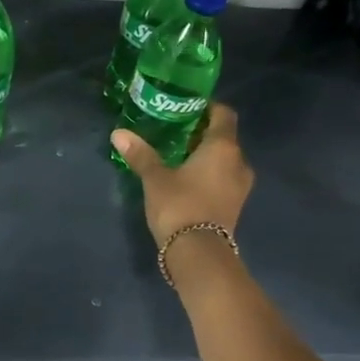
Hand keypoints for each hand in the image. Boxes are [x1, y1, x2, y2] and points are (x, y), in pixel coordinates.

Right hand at [110, 102, 253, 246]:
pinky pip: (224, 179)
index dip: (208, 107)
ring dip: (206, 156)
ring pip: (225, 160)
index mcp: (223, 147)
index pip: (224, 114)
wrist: (199, 253)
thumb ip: (141, 154)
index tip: (187, 107)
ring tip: (178, 157)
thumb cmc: (180, 205)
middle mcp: (239, 162)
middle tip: (174, 132)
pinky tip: (187, 180)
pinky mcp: (235, 205)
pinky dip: (209, 175)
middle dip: (201, 134)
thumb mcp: (155, 178)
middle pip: (224, 138)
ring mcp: (241, 186)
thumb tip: (119, 133)